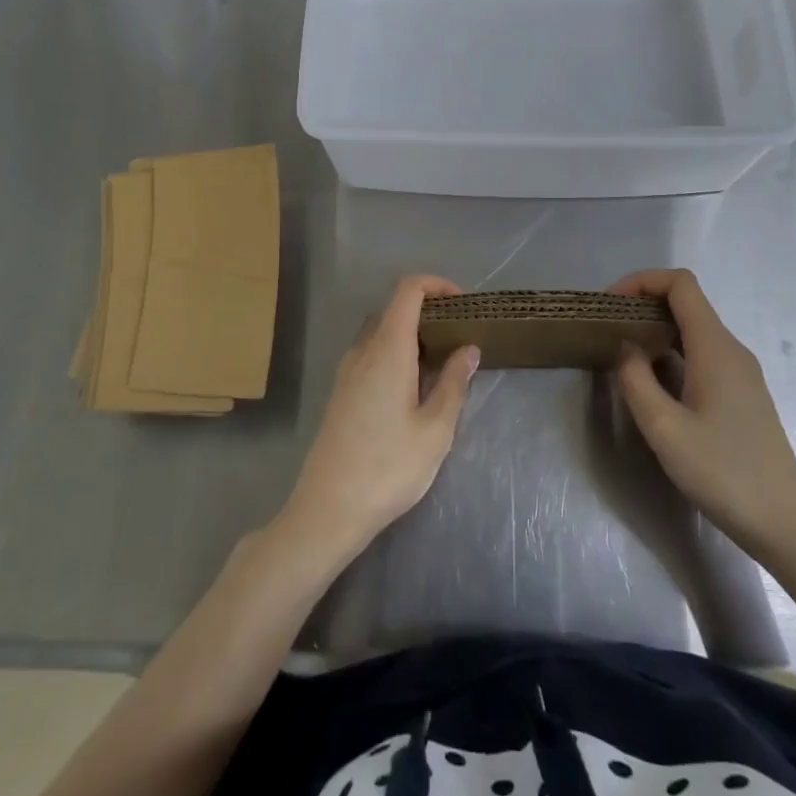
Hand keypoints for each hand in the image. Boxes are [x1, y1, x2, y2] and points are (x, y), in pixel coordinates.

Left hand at [276, 274, 478, 569]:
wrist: (327, 511)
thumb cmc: (388, 469)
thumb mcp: (435, 430)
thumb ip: (453, 383)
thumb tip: (468, 348)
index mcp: (387, 349)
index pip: (408, 290)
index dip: (437, 285)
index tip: (465, 305)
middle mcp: (363, 351)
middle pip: (395, 308)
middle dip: (429, 311)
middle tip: (460, 335)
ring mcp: (347, 372)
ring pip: (382, 332)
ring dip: (412, 334)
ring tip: (443, 362)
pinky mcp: (341, 393)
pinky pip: (371, 355)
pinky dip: (396, 353)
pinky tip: (414, 388)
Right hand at [610, 268, 795, 560]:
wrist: (785, 524)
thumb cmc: (723, 474)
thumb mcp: (665, 430)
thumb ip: (636, 381)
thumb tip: (627, 348)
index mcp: (715, 347)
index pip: (680, 284)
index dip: (642, 281)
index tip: (609, 305)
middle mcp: (731, 349)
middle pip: (687, 302)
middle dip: (644, 304)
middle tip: (608, 329)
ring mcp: (741, 372)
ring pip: (694, 329)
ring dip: (657, 330)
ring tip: (623, 354)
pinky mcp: (742, 394)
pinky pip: (702, 353)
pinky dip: (672, 352)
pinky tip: (654, 383)